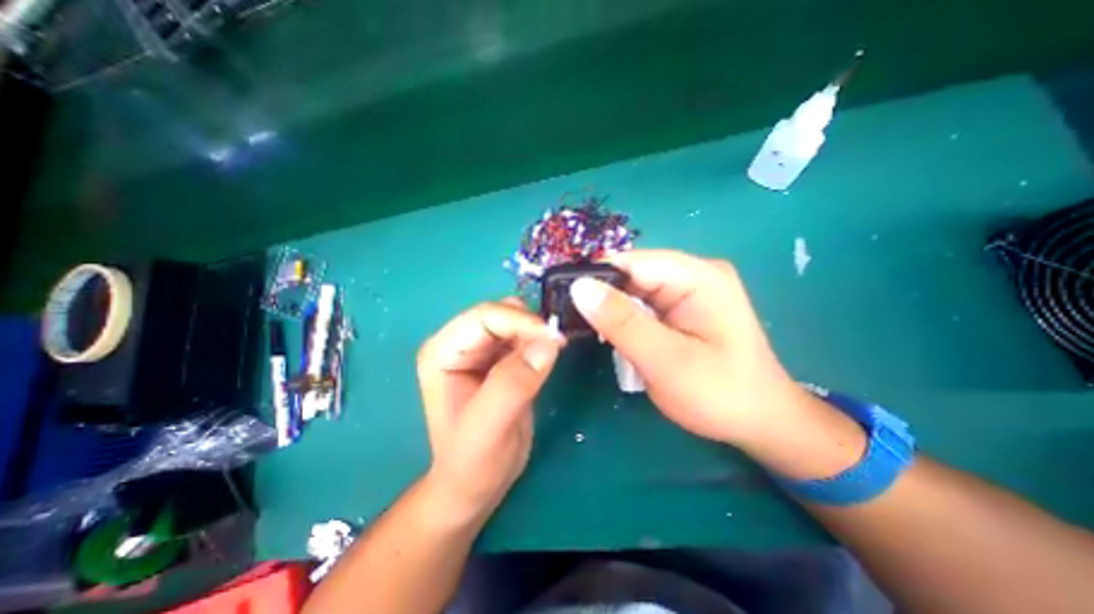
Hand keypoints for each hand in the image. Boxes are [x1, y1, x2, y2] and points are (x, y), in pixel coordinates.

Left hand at [418, 296, 562, 521]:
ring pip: (515, 322)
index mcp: (442, 352)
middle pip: (500, 315)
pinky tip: (545, 360)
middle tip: (557, 347)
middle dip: (530, 327)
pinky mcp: (498, 359)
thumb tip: (548, 342)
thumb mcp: (489, 429)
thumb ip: (513, 385)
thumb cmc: (473, 463)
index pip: (485, 316)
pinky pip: (523, 337)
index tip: (556, 339)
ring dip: (536, 333)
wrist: (475, 484)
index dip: (522, 322)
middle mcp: (458, 343)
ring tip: (551, 355)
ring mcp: (478, 350)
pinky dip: (538, 342)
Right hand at [568, 252, 805, 448]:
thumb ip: (622, 322)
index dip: (596, 277)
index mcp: (699, 276)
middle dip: (603, 295)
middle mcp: (695, 273)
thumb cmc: (719, 394)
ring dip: (612, 308)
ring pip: (635, 288)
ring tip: (592, 329)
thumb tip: (579, 288)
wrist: (760, 421)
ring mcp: (690, 289)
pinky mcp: (683, 306)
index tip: (565, 300)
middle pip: (633, 272)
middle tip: (575, 320)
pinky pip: (644, 301)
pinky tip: (616, 333)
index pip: (633, 262)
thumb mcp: (666, 360)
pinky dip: (626, 316)